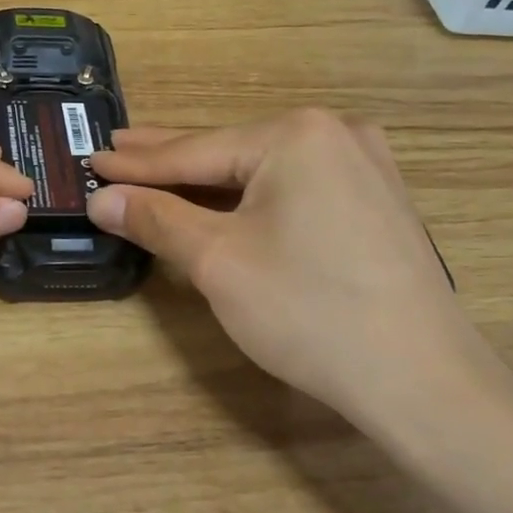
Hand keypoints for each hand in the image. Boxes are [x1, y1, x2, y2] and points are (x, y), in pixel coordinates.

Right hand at [88, 110, 492, 440]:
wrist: (420, 378)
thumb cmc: (308, 311)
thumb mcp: (218, 261)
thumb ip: (157, 220)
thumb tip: (103, 198)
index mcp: (295, 136)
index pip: (194, 151)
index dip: (136, 163)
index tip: (92, 159)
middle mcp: (335, 134)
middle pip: (230, 151)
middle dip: (170, 159)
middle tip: (117, 148)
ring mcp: (365, 166)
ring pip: (263, 170)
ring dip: (210, 178)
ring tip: (160, 170)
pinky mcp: (377, 201)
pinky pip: (296, 187)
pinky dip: (251, 195)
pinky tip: (225, 197)